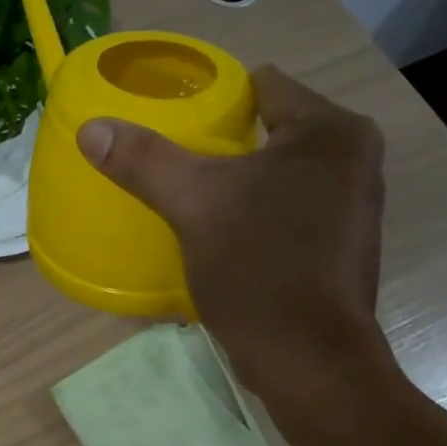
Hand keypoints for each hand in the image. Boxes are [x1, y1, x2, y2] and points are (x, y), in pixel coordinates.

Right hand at [76, 66, 390, 400]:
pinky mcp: (342, 244)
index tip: (174, 120)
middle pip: (272, 129)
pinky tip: (227, 235)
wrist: (309, 360)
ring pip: (281, 172)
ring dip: (241, 181)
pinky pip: (291, 208)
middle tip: (175, 164)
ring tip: (195, 198)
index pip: (263, 85)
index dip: (214, 98)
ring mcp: (354, 204)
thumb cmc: (260, 268)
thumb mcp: (193, 205)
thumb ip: (144, 161)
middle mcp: (355, 157)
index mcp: (331, 131)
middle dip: (224, 143)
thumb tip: (91, 129)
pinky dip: (260, 212)